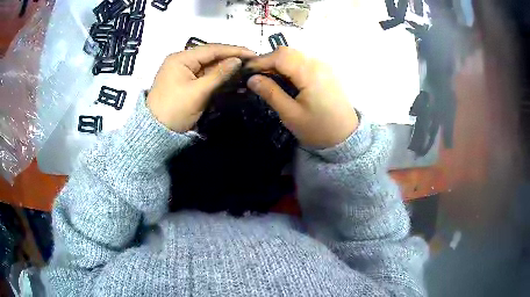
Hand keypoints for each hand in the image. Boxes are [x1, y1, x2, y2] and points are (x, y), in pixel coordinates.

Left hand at [147, 44, 255, 131]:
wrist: (157, 133)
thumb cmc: (174, 110)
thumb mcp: (198, 92)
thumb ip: (219, 74)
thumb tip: (238, 61)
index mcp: (181, 58)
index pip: (211, 49)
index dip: (233, 50)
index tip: (252, 54)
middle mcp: (183, 62)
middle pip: (211, 57)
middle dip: (231, 61)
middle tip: (252, 64)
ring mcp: (185, 74)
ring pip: (210, 68)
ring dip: (227, 72)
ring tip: (248, 73)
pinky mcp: (188, 85)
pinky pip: (206, 79)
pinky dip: (220, 81)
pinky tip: (235, 83)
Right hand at [246, 47, 357, 148]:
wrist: (345, 136)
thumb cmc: (318, 129)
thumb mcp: (290, 114)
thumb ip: (270, 93)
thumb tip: (251, 79)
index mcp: (310, 73)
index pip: (280, 56)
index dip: (260, 61)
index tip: (246, 71)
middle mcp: (318, 63)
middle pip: (287, 51)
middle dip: (268, 60)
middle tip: (256, 76)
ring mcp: (324, 66)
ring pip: (295, 55)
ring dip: (279, 62)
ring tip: (268, 78)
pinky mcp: (326, 71)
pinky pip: (304, 61)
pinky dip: (290, 65)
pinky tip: (285, 79)